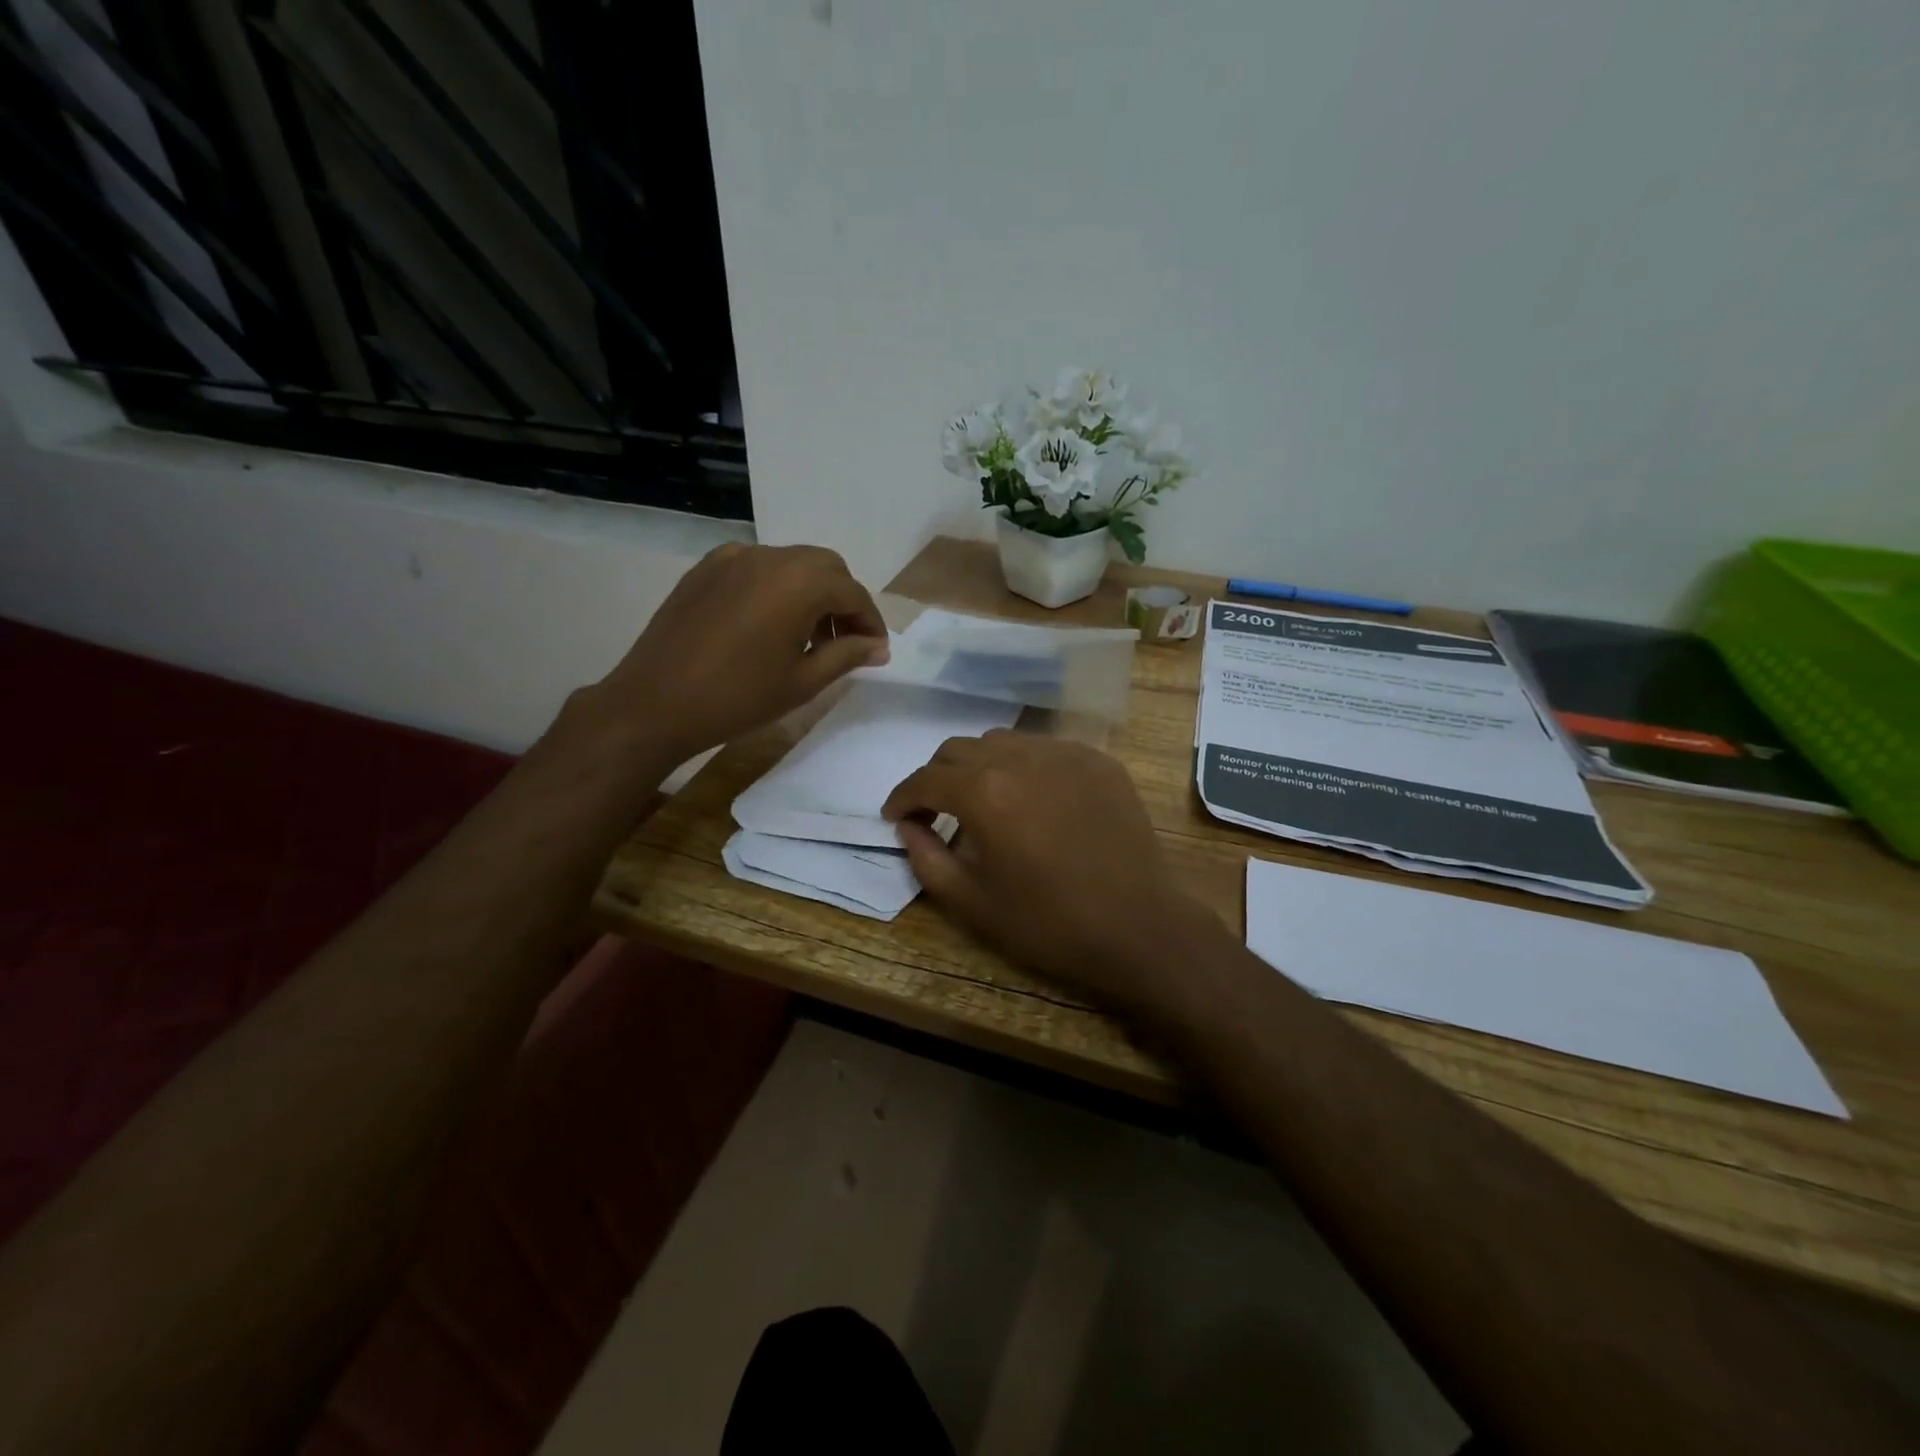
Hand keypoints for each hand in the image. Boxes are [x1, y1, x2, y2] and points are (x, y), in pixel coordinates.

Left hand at [587, 543, 888, 766]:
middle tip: (844, 641)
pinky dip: (775, 586)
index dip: (870, 621)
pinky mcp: (706, 568)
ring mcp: (733, 558)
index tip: (875, 650)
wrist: (655, 703)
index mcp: (799, 583)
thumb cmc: (738, 698)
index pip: (852, 592)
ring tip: (807, 636)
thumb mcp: (803, 681)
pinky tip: (767, 623)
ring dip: (810, 591)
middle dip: (843, 600)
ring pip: (791, 563)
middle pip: (825, 568)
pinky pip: (756, 567)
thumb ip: (847, 655)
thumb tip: (878, 647)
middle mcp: (770, 557)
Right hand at [881, 731, 1223, 1014]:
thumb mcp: (972, 903)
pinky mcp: (1099, 760)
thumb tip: (908, 828)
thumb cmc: (1049, 923)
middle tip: (936, 811)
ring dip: (979, 765)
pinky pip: (1045, 749)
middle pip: (959, 749)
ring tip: (984, 801)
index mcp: (984, 792)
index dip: (902, 797)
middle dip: (937, 777)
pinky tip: (1032, 799)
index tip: (895, 816)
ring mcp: (1065, 753)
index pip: (926, 779)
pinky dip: (1024, 766)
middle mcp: (1021, 757)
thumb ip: (926, 858)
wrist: (1140, 927)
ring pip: (1002, 741)